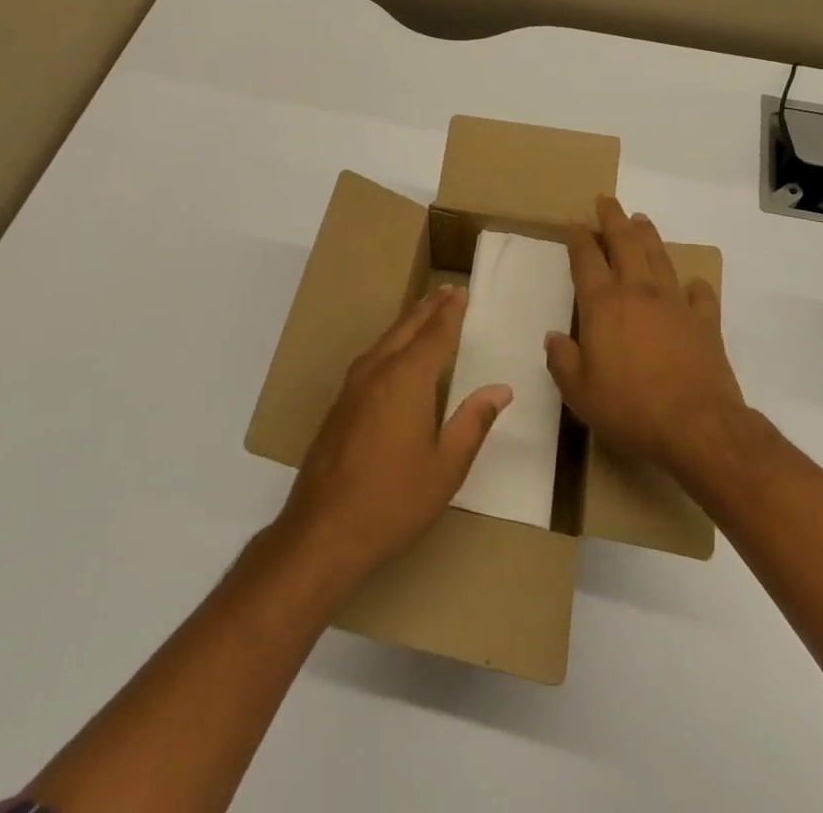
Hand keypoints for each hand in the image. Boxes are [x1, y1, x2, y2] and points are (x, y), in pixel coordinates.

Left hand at [277, 286, 510, 590]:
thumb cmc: (393, 500)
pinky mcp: (340, 405)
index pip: (435, 334)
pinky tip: (395, 354)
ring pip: (385, 341)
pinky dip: (391, 343)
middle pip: (406, 328)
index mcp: (406, 379)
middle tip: (446, 291)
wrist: (322, 531)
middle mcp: (377, 371)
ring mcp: (352, 387)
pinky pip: (372, 358)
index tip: (462, 291)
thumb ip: (473, 422)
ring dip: (408, 323)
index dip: (450, 312)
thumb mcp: (446, 466)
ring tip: (425, 312)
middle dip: (428, 308)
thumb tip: (500, 389)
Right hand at [546, 196, 743, 479]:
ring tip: (641, 220)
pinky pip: (700, 295)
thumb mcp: (579, 392)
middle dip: (613, 218)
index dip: (579, 237)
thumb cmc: (629, 408)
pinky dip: (695, 286)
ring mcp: (675, 303)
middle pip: (625, 243)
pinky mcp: (705, 322)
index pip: (586, 258)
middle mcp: (638, 292)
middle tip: (607, 200)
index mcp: (603, 304)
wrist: (697, 426)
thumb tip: (554, 337)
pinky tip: (693, 284)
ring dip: (648, 236)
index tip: (574, 221)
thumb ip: (562, 360)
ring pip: (659, 257)